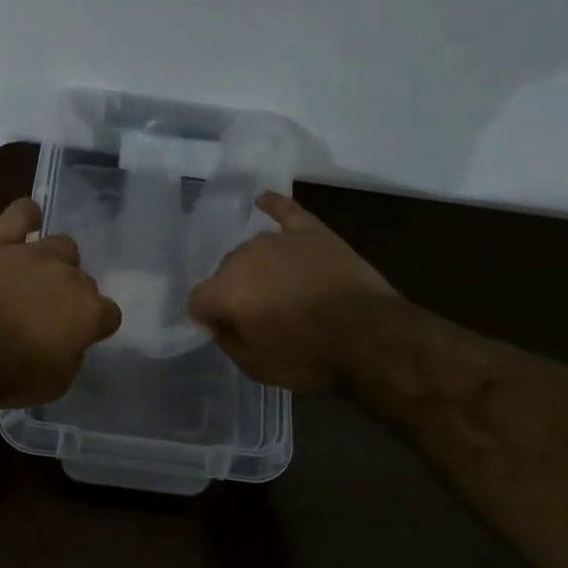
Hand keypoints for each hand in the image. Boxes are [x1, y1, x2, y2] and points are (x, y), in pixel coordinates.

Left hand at [0, 197, 121, 407]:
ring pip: (62, 246)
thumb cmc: (11, 376)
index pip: (109, 314)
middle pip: (84, 280)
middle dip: (71, 298)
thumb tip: (69, 340)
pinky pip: (21, 214)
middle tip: (47, 317)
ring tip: (35, 280)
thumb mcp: (57, 382)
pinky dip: (27, 217)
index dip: (95, 327)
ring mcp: (33, 255)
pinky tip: (27, 226)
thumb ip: (72, 354)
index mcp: (89, 311)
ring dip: (55, 262)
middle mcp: (69, 276)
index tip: (78, 338)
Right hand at [187, 192, 398, 390]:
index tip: (227, 331)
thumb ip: (228, 340)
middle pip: (226, 273)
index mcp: (224, 291)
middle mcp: (243, 257)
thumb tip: (221, 323)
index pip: (198, 301)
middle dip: (236, 292)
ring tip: (277, 288)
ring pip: (253, 251)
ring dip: (257, 268)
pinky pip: (287, 211)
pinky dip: (274, 206)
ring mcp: (279, 240)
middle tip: (260, 316)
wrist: (369, 338)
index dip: (210, 318)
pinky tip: (263, 200)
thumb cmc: (308, 358)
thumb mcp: (255, 366)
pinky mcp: (313, 232)